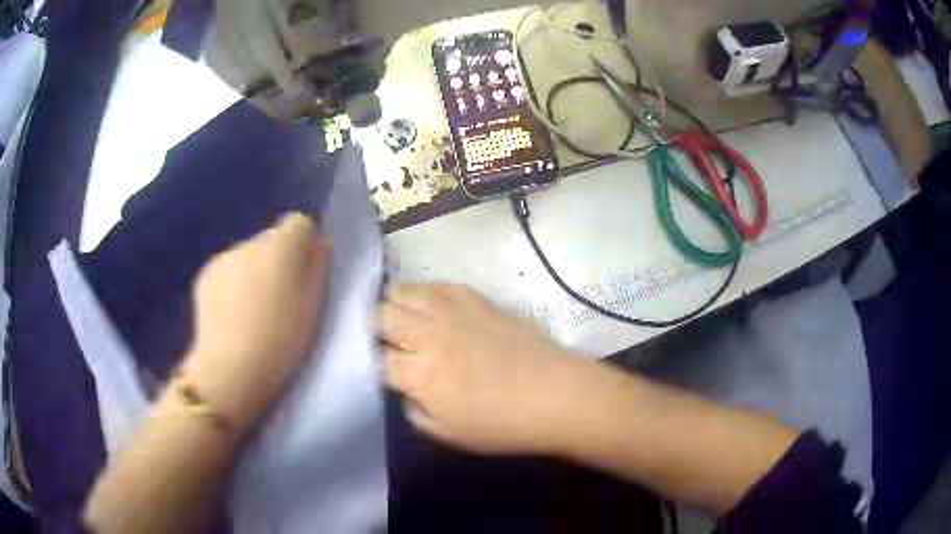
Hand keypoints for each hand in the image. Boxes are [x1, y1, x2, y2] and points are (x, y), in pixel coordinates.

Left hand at [182, 213, 331, 430]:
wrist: (230, 370)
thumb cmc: (281, 343)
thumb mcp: (313, 309)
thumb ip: (318, 269)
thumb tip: (321, 244)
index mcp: (281, 248)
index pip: (298, 222)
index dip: (303, 244)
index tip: (304, 273)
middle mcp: (251, 243)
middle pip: (271, 239)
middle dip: (278, 259)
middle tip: (279, 297)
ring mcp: (224, 258)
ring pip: (248, 255)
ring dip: (254, 271)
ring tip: (253, 310)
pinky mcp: (205, 275)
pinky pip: (228, 269)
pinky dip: (233, 283)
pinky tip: (232, 314)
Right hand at [377, 284, 586, 455]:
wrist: (553, 394)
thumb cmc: (500, 423)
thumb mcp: (446, 433)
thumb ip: (411, 409)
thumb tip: (401, 387)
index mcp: (418, 373)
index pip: (373, 357)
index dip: (365, 360)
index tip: (370, 365)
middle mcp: (427, 333)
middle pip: (379, 314)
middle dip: (372, 326)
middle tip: (379, 339)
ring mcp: (451, 310)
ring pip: (403, 290)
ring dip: (393, 304)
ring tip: (399, 317)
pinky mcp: (475, 298)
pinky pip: (437, 284)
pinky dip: (425, 293)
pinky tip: (430, 307)